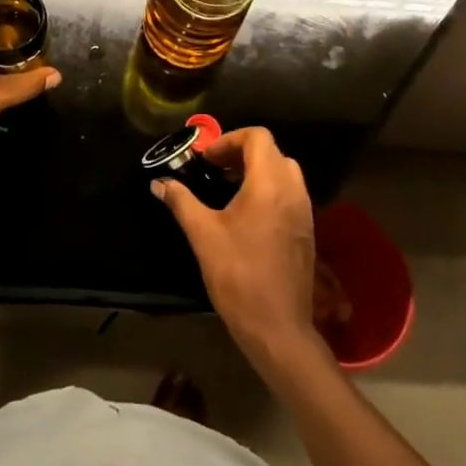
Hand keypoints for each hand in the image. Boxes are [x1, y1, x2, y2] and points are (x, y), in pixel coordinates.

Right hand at [153, 127, 324, 377]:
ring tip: (229, 189)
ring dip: (257, 171)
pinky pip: (290, 194)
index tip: (206, 160)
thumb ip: (181, 201)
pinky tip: (247, 215)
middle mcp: (292, 191)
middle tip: (215, 170)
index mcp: (269, 184)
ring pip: (284, 172)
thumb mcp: (202, 234)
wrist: (277, 328)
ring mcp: (304, 212)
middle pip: (272, 152)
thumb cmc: (238, 275)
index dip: (229, 139)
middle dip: (242, 153)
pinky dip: (270, 190)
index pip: (257, 137)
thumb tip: (159, 183)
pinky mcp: (306, 231)